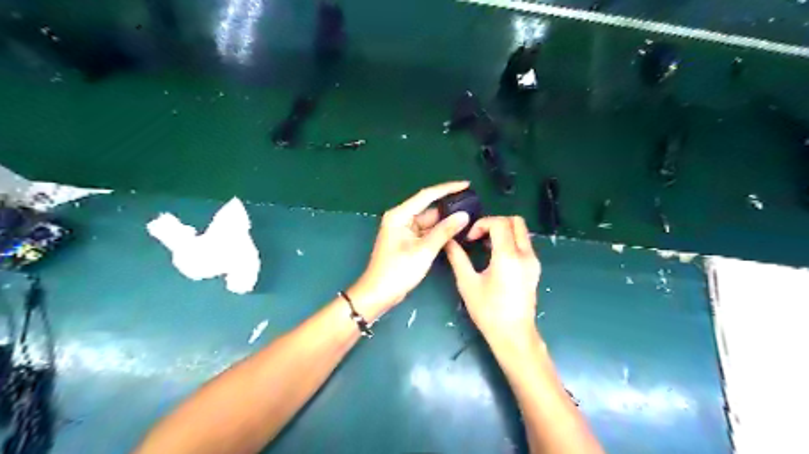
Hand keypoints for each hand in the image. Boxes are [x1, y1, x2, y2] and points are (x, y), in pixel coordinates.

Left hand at [350, 182, 475, 318]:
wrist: (378, 294)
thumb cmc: (397, 271)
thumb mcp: (424, 250)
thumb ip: (444, 231)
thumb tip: (463, 216)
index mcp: (400, 215)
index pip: (427, 195)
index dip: (448, 188)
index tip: (467, 184)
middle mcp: (401, 218)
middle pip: (429, 208)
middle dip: (449, 207)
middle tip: (473, 204)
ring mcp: (404, 230)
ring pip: (429, 221)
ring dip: (446, 221)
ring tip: (469, 218)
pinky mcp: (408, 241)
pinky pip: (427, 232)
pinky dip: (439, 232)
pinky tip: (455, 231)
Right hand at [445, 218, 539, 342]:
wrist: (514, 335)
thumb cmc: (488, 311)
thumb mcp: (467, 283)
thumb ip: (457, 258)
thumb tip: (448, 241)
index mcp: (508, 256)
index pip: (499, 223)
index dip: (482, 224)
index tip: (470, 239)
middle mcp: (525, 254)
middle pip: (515, 221)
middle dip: (495, 223)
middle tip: (479, 237)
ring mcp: (533, 261)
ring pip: (522, 232)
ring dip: (503, 232)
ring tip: (485, 247)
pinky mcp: (535, 269)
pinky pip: (524, 244)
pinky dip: (510, 242)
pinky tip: (496, 258)